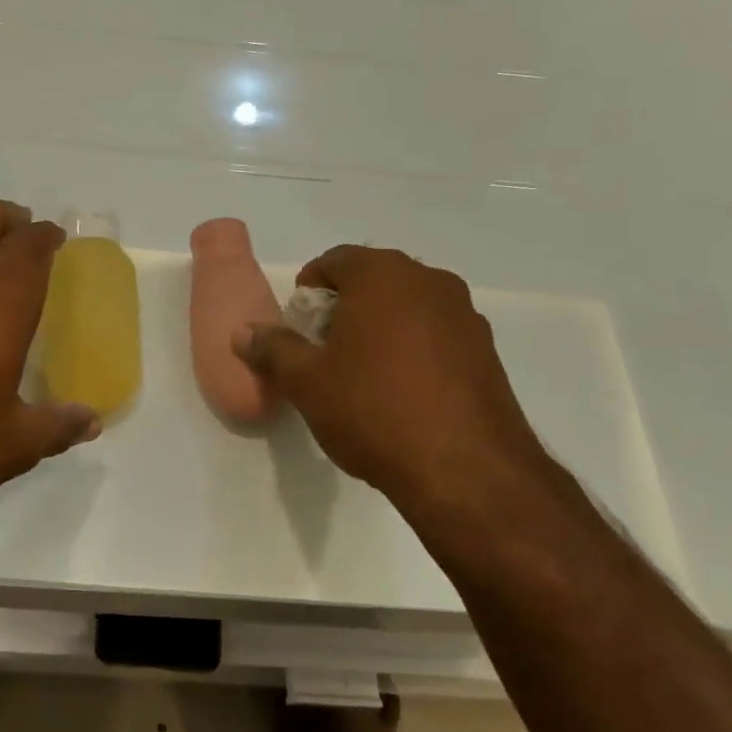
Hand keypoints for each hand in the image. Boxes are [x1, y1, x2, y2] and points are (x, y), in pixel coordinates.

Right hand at [233, 246, 553, 515]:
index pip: (334, 260)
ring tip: (362, 375)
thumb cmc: (373, 410)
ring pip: (408, 307)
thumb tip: (244, 332)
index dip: (308, 290)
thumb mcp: (306, 382)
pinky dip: (412, 349)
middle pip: (373, 280)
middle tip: (323, 350)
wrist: (466, 471)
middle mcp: (430, 281)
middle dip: (343, 308)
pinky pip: (436, 335)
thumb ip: (272, 349)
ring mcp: (465, 315)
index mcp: (383, 275)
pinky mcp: (487, 351)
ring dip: (380, 327)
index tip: (298, 326)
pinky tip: (402, 393)